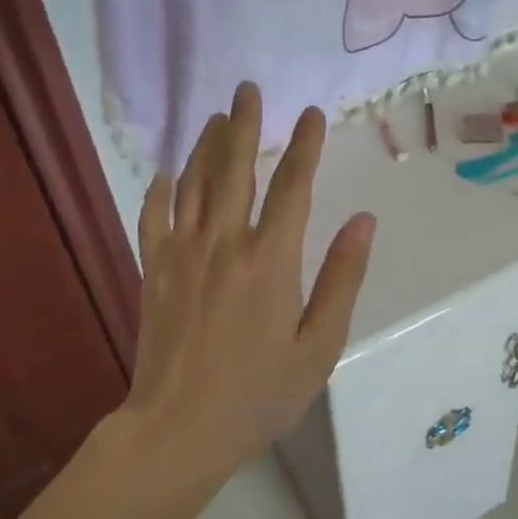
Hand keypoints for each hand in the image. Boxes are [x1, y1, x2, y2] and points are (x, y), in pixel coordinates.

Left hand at [126, 82, 375, 477]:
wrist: (179, 429)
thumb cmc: (259, 393)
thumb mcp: (319, 346)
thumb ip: (342, 279)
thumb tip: (363, 222)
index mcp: (271, 260)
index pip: (293, 187)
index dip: (305, 146)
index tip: (312, 114)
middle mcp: (225, 243)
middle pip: (235, 169)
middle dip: (245, 125)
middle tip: (247, 89)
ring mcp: (183, 254)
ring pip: (194, 183)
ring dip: (207, 145)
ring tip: (217, 116)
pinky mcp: (154, 270)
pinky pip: (154, 216)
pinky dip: (161, 189)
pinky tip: (168, 172)